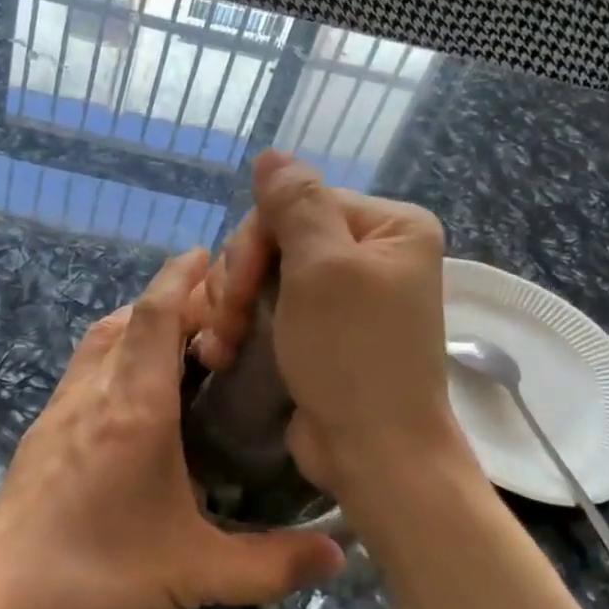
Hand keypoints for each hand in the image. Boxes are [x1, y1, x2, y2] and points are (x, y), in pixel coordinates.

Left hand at [0, 249, 346, 608]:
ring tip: (180, 345)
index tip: (212, 256)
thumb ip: (273, 564)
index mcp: (133, 408)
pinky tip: (134, 400)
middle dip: (169, 300)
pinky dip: (114, 358)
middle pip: (127, 318)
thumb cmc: (96, 580)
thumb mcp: (195, 574)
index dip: (182, 276)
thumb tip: (341, 554)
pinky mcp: (40, 436)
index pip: (155, 314)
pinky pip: (83, 372)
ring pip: (99, 342)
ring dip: (137, 326)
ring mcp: (58, 413)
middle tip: (216, 314)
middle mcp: (92, 395)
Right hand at [189, 151, 461, 500]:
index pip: (299, 202)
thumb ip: (296, 203)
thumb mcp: (324, 268)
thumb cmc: (353, 356)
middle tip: (226, 324)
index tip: (237, 291)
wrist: (374, 454)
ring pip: (263, 274)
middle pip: (277, 237)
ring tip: (220, 345)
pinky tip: (220, 351)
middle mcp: (369, 254)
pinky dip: (239, 327)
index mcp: (387, 227)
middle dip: (240, 279)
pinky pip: (267, 308)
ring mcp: (342, 296)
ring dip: (230, 306)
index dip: (256, 241)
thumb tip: (272, 154)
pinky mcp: (318, 332)